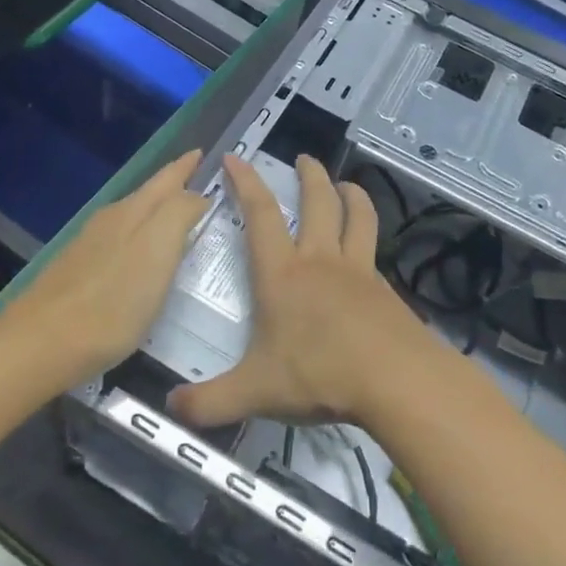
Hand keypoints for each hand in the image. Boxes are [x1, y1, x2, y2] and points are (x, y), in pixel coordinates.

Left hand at [7, 150, 209, 380]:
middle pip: (148, 196)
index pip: (166, 179)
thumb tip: (196, 195)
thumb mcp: (157, 251)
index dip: (186, 166)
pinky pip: (119, 245)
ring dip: (157, 214)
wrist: (40, 344)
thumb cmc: (111, 302)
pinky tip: (143, 261)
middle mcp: (110, 221)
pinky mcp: (78, 275)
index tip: (202, 152)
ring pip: (132, 219)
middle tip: (199, 182)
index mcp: (133, 212)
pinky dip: (140, 242)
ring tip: (179, 220)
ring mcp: (89, 247)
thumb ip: (179, 214)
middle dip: (173, 186)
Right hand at [170, 154, 434, 430]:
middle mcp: (320, 260)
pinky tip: (368, 249)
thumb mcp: (255, 393)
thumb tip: (170, 407)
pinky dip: (370, 236)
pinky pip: (375, 250)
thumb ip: (209, 402)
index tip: (236, 157)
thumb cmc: (319, 374)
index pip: (260, 215)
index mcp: (282, 274)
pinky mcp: (384, 288)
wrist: (395, 379)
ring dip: (351, 194)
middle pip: (318, 202)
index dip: (246, 182)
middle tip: (305, 158)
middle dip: (310, 175)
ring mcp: (358, 270)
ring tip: (346, 184)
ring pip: (357, 216)